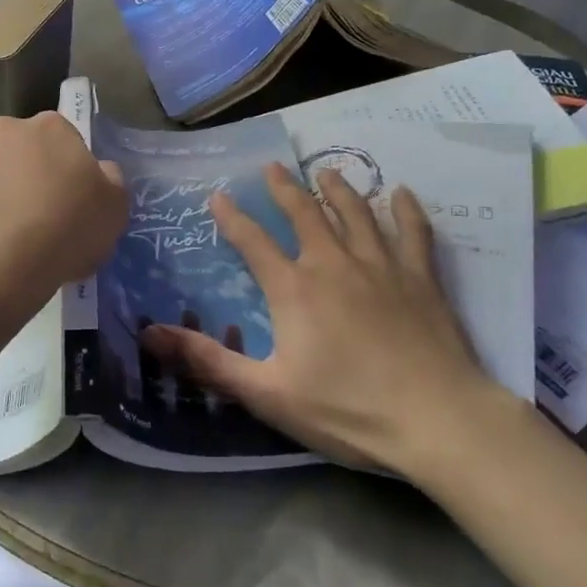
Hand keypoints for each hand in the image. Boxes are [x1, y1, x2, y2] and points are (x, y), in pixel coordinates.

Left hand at [0, 113, 126, 308]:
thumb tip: (99, 171)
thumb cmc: (64, 232)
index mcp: (51, 127)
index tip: (69, 201)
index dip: (69, 170)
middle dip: (27, 173)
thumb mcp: (115, 211)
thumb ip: (110, 181)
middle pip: (22, 148)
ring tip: (1, 232)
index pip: (65, 139)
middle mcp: (4, 127)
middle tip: (36, 217)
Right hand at [143, 164, 508, 477]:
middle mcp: (334, 264)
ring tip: (326, 171)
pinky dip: (406, 210)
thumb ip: (208, 361)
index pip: (253, 242)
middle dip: (285, 188)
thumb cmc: (347, 409)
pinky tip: (402, 193)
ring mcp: (382, 266)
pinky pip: (413, 233)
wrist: (437, 420)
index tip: (217, 196)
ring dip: (338, 189)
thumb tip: (149, 334)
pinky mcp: (421, 278)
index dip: (232, 218)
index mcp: (294, 289)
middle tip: (273, 166)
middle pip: (305, 214)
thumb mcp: (267, 393)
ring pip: (356, 213)